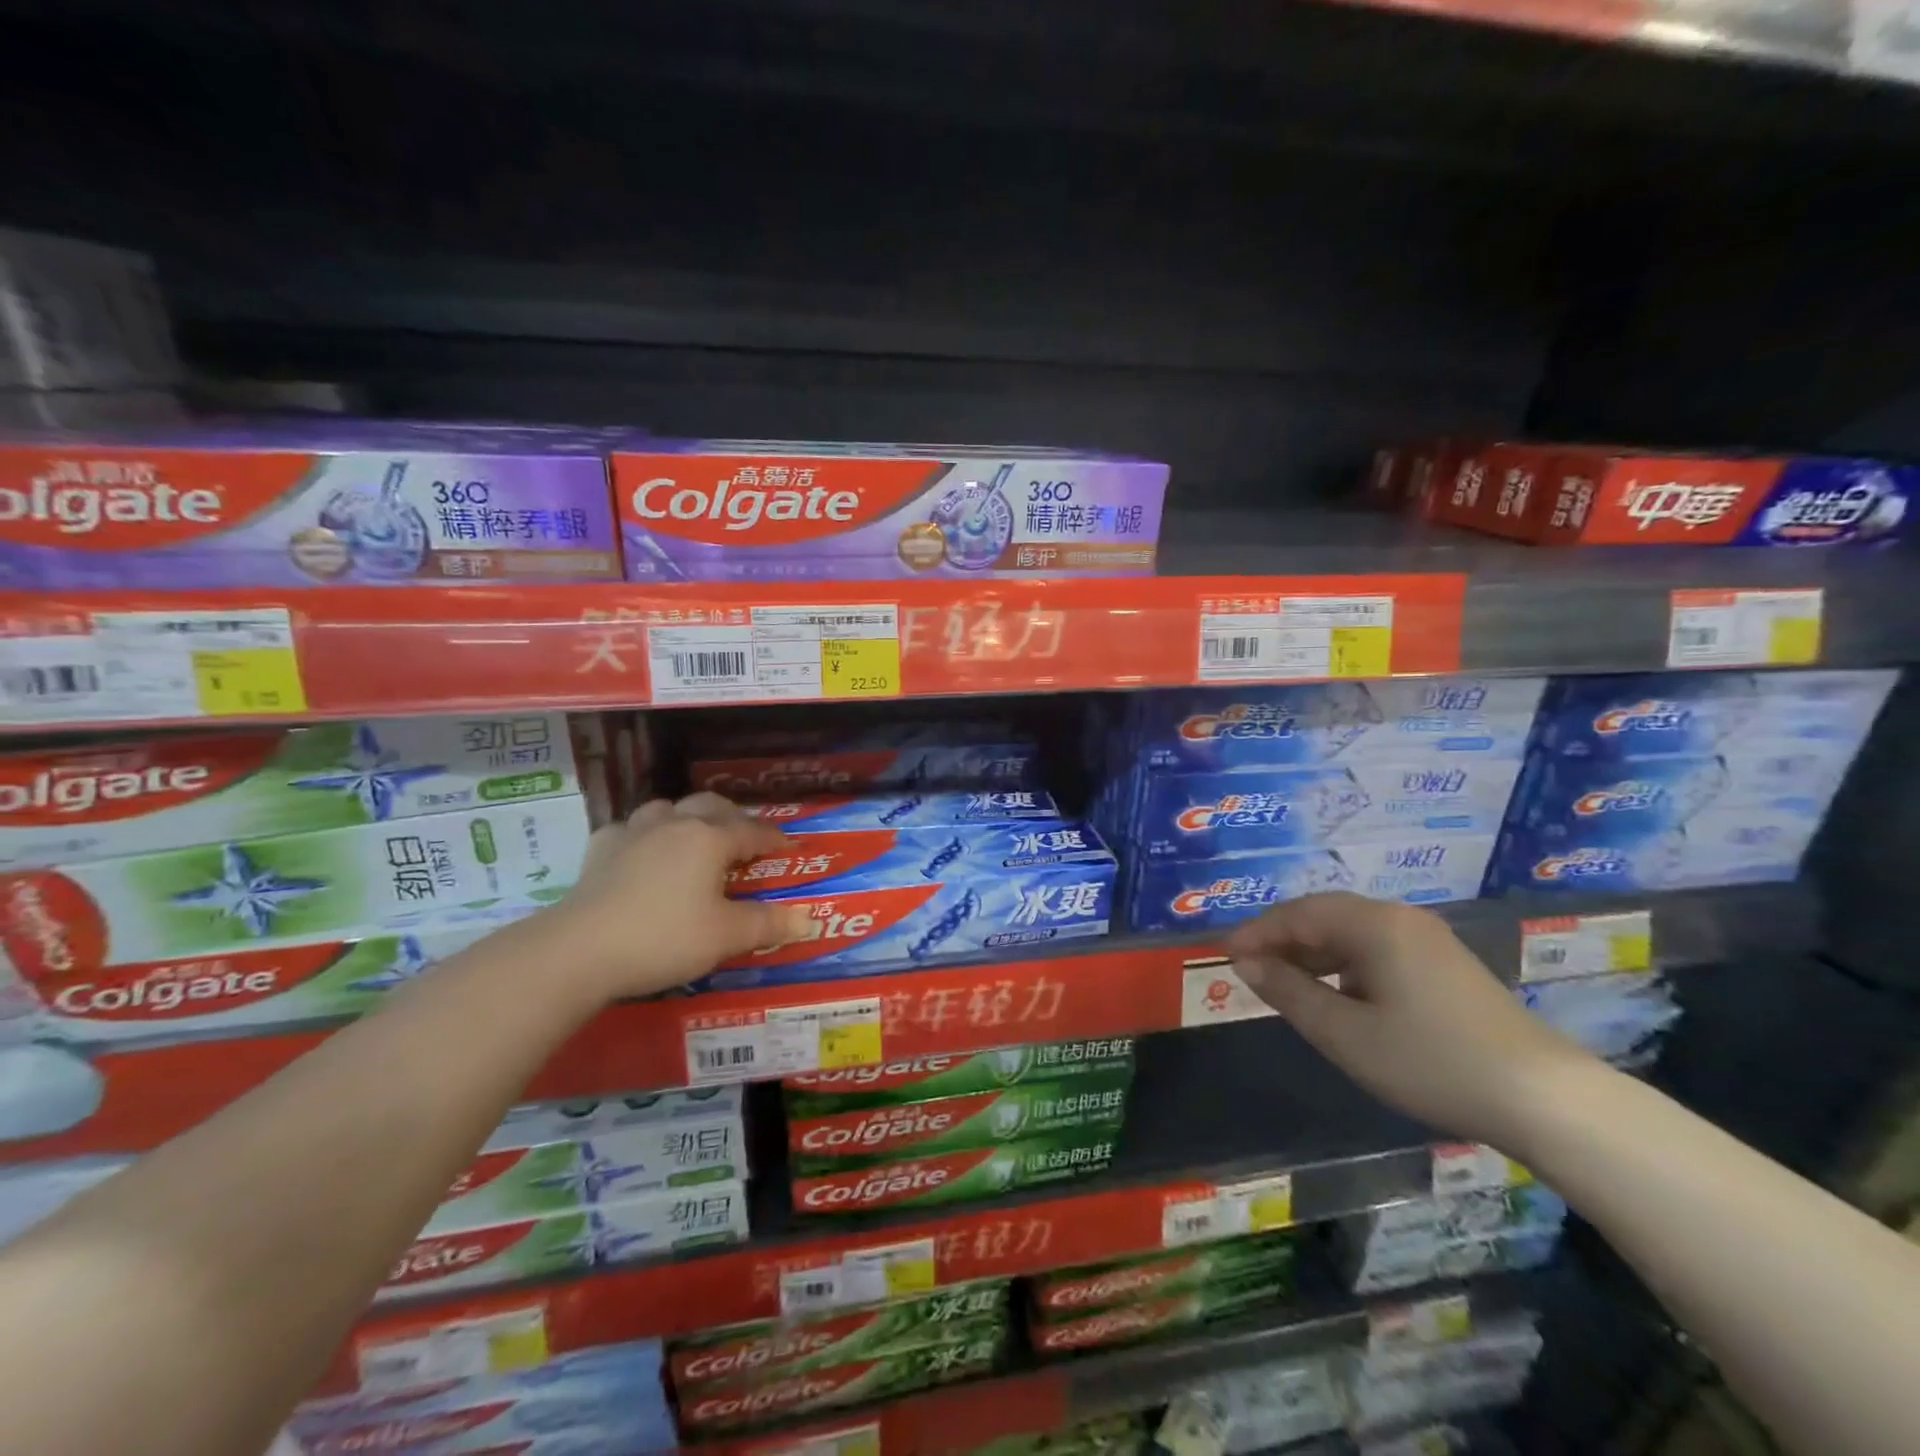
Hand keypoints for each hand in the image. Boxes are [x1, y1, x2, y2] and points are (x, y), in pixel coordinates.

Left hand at [545, 792, 817, 1001]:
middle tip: (746, 838)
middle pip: (711, 806)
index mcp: (710, 839)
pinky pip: (628, 830)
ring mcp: (633, 833)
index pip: (753, 831)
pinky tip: (641, 852)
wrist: (580, 950)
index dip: (775, 839)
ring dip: (686, 818)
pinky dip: (643, 836)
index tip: (790, 847)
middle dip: (734, 817)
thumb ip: (767, 924)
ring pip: (667, 809)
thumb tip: (808, 920)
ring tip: (694, 837)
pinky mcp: (600, 851)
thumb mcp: (725, 936)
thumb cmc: (664, 938)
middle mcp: (675, 825)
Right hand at [1225, 892, 1597, 1149]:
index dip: (1256, 933)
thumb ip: (1288, 992)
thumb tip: (1245, 964)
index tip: (1225, 956)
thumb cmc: (1430, 1061)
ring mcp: (1426, 939)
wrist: (1545, 1100)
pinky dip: (1343, 964)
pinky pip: (1375, 948)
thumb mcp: (1344, 1034)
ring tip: (1285, 984)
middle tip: (1250, 970)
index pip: (1297, 914)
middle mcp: (1399, 918)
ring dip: (1311, 952)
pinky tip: (1336, 995)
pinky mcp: (1444, 963)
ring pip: (1350, 932)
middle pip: (1323, 916)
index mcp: (1373, 924)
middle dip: (1282, 940)